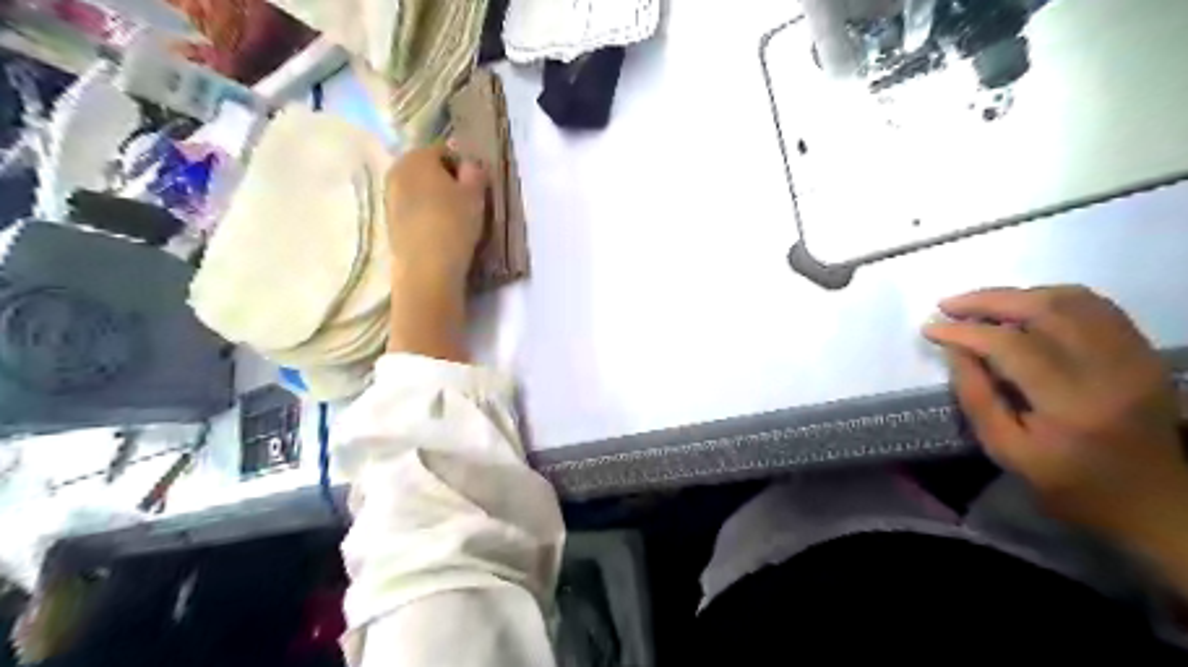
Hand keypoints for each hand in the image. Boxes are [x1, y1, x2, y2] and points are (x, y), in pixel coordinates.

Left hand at [386, 146, 487, 291]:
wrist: (426, 270)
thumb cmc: (453, 224)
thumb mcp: (475, 195)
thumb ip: (475, 173)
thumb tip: (470, 165)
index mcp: (416, 157)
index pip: (445, 151)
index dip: (464, 167)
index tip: (478, 188)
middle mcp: (397, 171)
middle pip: (429, 171)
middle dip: (448, 183)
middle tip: (468, 203)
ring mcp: (390, 199)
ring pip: (421, 192)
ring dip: (437, 201)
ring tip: (457, 222)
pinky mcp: (390, 224)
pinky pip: (414, 212)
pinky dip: (427, 217)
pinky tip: (441, 234)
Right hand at [927, 287, 1187, 547]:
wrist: (1155, 501)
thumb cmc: (1070, 485)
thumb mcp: (1007, 451)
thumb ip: (976, 397)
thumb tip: (954, 349)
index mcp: (1071, 404)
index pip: (1011, 345)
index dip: (965, 331)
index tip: (930, 328)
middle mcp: (1109, 369)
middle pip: (1045, 310)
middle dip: (987, 300)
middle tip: (949, 305)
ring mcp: (1133, 355)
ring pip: (1072, 299)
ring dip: (1018, 295)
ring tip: (981, 305)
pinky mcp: (1143, 351)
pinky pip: (1096, 306)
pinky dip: (1052, 298)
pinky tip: (1024, 308)